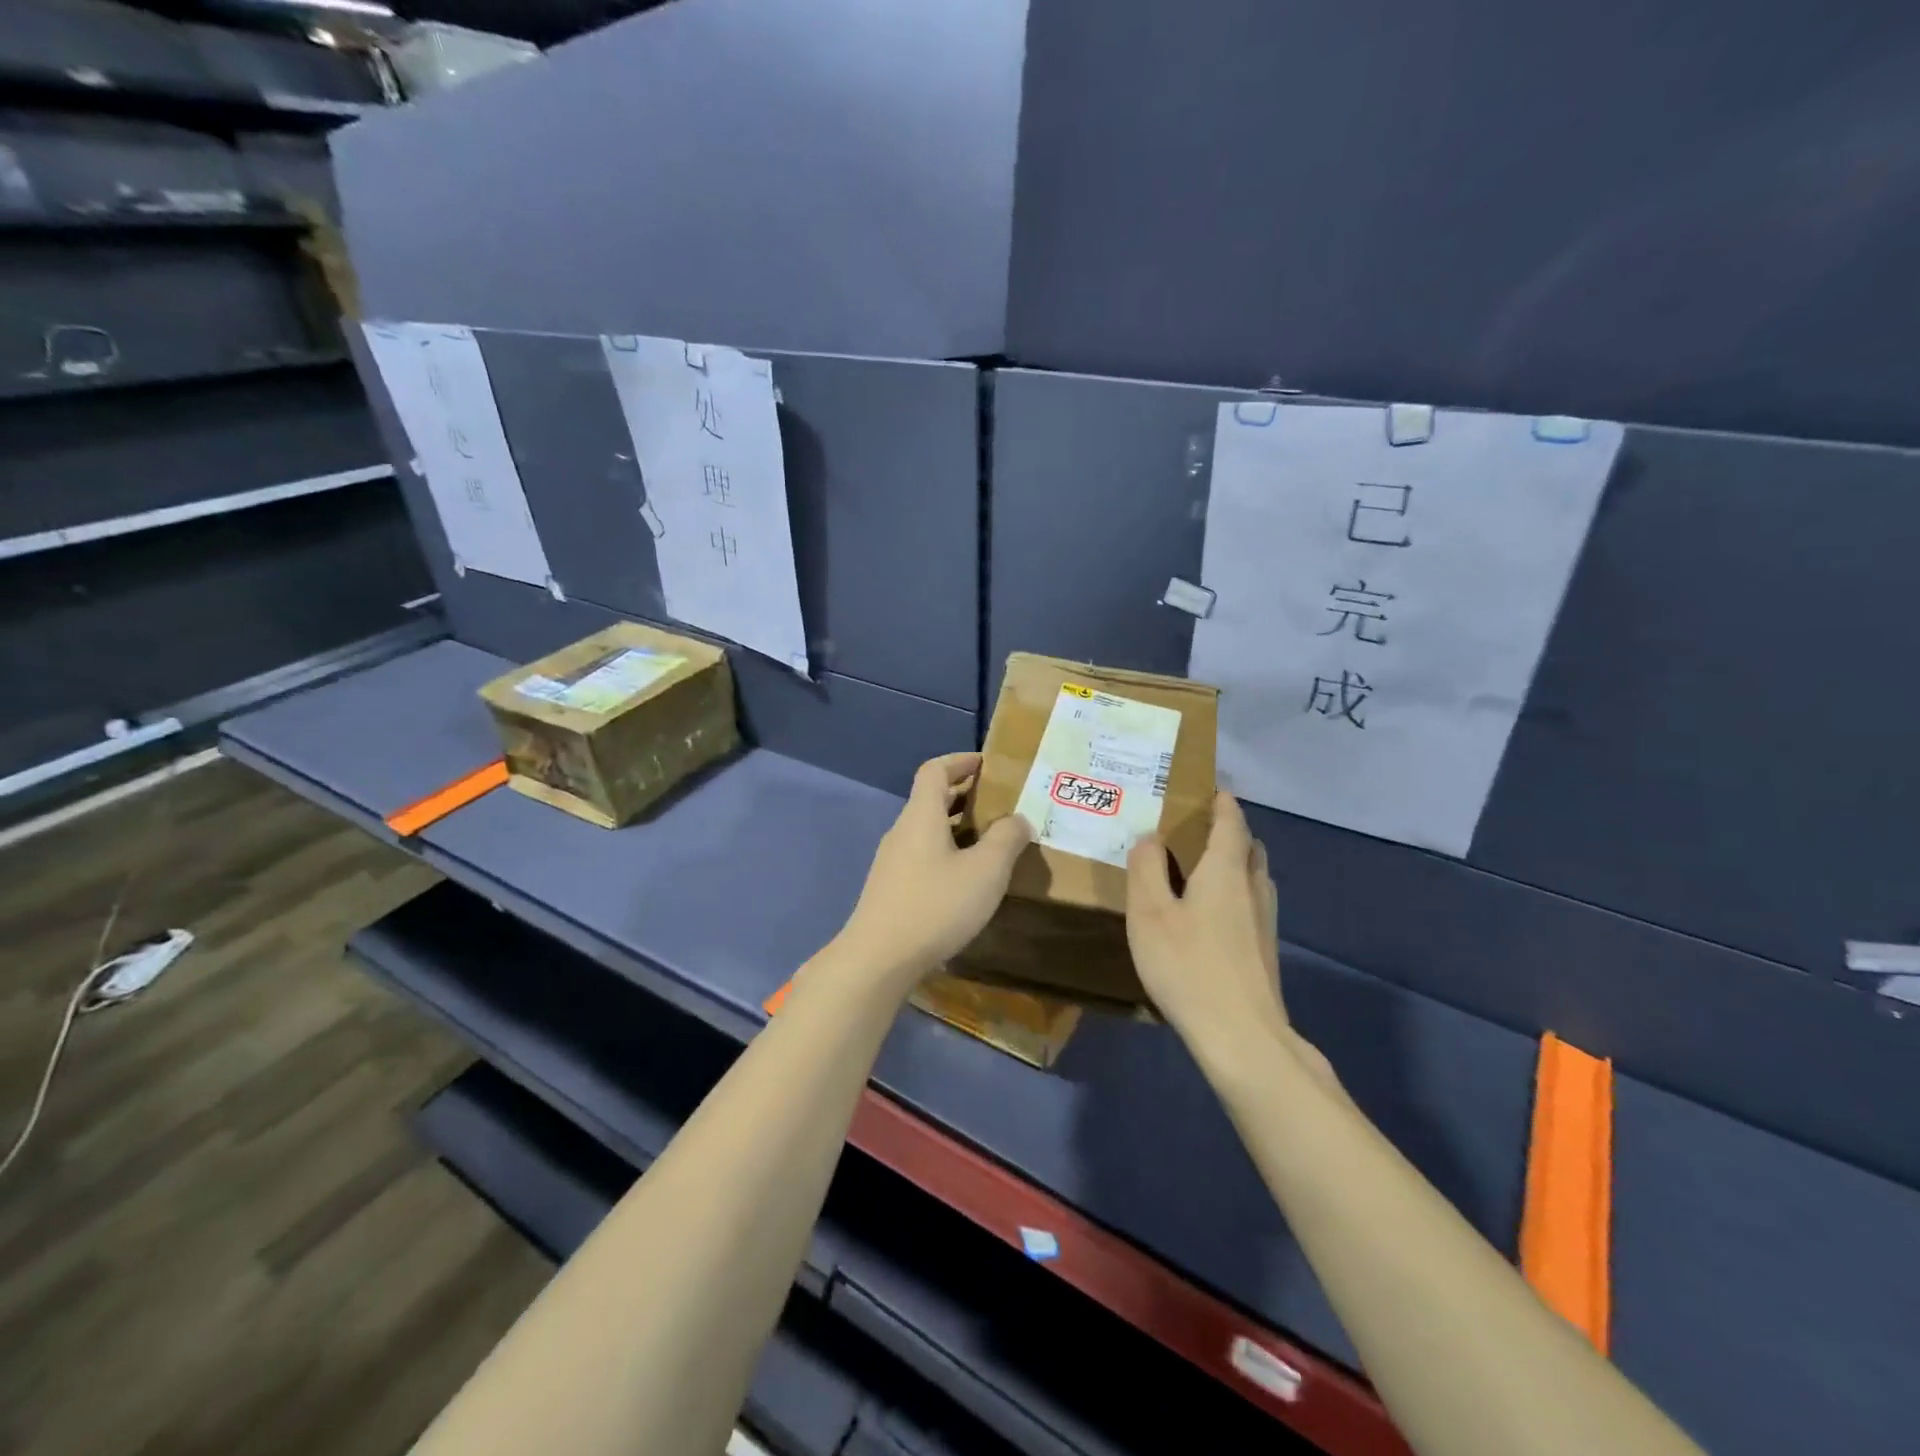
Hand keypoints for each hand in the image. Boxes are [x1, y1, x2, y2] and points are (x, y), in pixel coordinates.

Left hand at [833, 754, 1031, 993]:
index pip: (935, 770)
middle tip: (999, 803)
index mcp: (921, 815)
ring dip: (957, 826)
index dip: (960, 761)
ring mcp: (892, 860)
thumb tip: (1018, 819)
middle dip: (964, 795)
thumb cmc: (936, 906)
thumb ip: (1007, 839)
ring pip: (927, 829)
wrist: (878, 959)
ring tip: (990, 840)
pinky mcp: (890, 887)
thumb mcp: (986, 871)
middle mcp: (902, 830)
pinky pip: (922, 854)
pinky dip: (946, 851)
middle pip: (930, 798)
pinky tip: (967, 878)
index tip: (987, 764)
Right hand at [1127, 792, 1298, 1064]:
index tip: (1211, 788)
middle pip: (1249, 847)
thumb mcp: (1149, 913)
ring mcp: (1265, 921)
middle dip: (1230, 831)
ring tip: (1202, 867)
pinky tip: (1211, 914)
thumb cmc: (1188, 966)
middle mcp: (1253, 888)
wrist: (1242, 1037)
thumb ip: (1146, 869)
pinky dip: (1236, 891)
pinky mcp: (1265, 950)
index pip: (1231, 822)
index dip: (1222, 802)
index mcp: (1226, 871)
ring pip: (1255, 876)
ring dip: (1235, 862)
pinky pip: (1252, 902)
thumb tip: (1150, 838)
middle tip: (1197, 829)